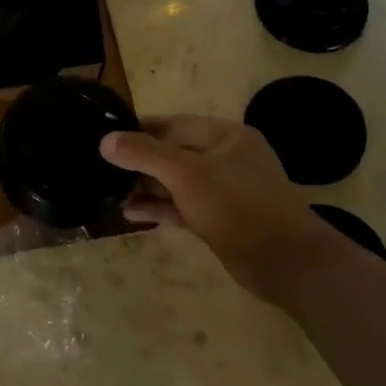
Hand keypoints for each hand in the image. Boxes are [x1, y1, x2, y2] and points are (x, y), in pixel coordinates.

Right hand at [101, 115, 345, 301]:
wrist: (284, 261)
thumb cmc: (237, 206)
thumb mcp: (187, 174)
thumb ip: (145, 154)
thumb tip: (106, 140)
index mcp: (226, 136)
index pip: (174, 124)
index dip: (139, 130)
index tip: (105, 137)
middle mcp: (226, 159)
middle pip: (173, 153)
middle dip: (139, 162)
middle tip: (102, 169)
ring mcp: (224, 191)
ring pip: (176, 183)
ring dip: (145, 187)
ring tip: (110, 193)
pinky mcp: (219, 220)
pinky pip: (182, 207)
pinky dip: (159, 208)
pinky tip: (130, 213)